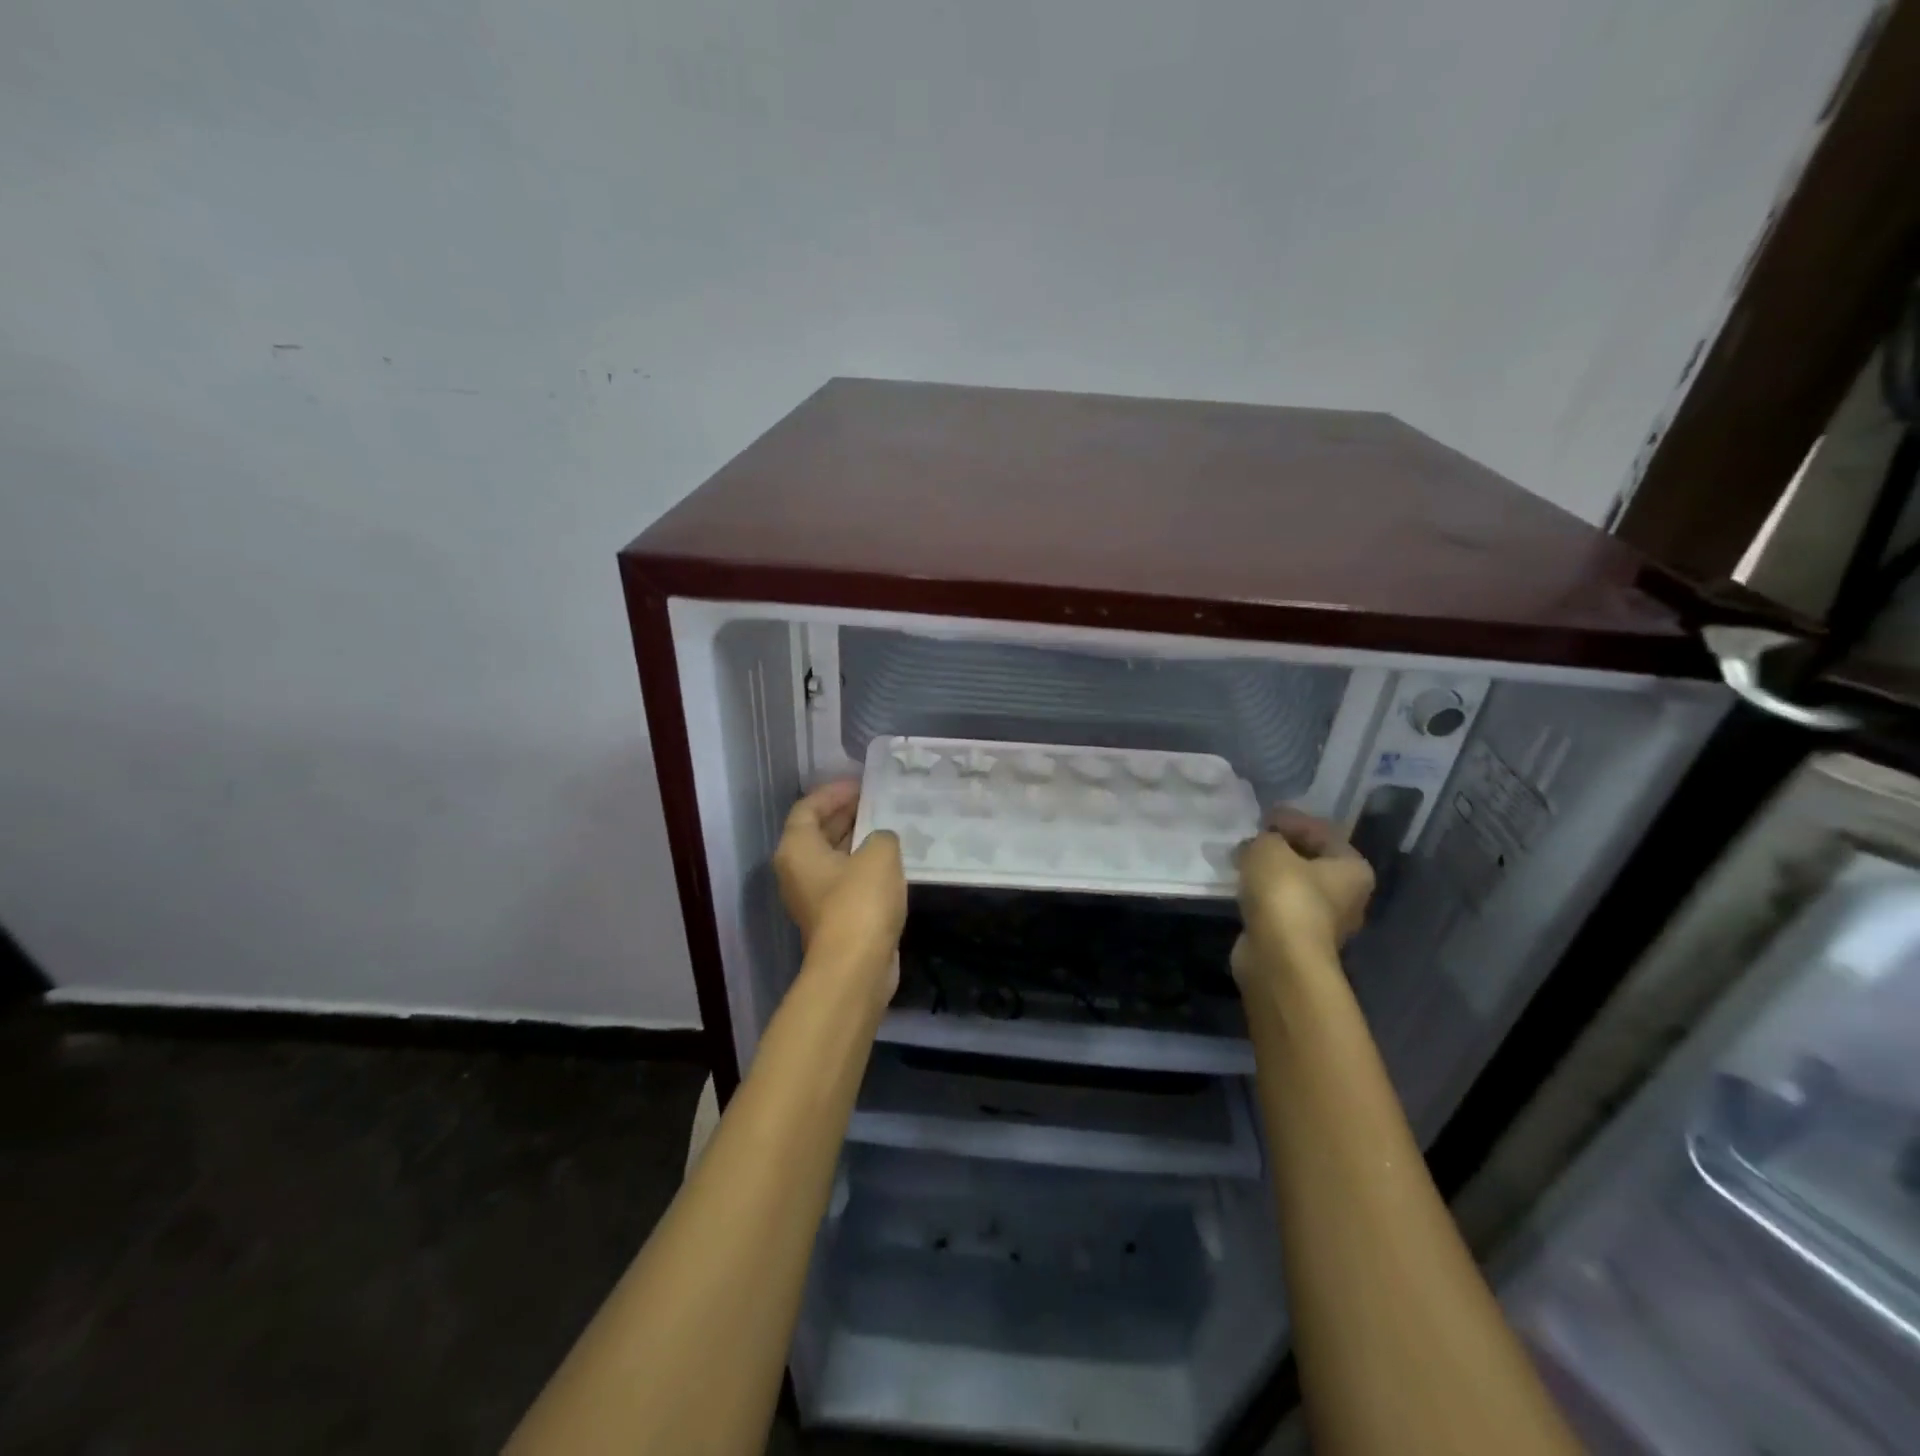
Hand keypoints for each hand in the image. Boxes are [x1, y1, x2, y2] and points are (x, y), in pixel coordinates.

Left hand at [773, 780, 906, 994]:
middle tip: (879, 802)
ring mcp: (813, 897)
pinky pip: (846, 881)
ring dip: (858, 841)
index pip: (808, 808)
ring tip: (889, 826)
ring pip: (834, 857)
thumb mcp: (879, 854)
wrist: (856, 968)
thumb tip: (880, 841)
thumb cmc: (860, 901)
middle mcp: (797, 870)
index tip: (862, 785)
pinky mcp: (832, 918)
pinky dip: (864, 867)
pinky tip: (892, 863)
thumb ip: (882, 835)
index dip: (833, 792)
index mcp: (797, 849)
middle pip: (818, 831)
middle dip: (847, 814)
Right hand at [1231, 807, 1375, 989]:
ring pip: (1294, 884)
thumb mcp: (1268, 849)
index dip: (1292, 820)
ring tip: (1242, 859)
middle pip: (1311, 860)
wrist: (1278, 957)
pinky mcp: (1297, 938)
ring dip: (1270, 872)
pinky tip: (1242, 886)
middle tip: (1252, 836)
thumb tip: (1259, 844)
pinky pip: (1279, 904)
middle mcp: (1348, 895)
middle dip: (1281, 847)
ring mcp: (1324, 921)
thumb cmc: (1285, 894)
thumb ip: (1265, 838)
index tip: (1263, 815)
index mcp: (1353, 869)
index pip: (1323, 832)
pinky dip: (1263, 893)